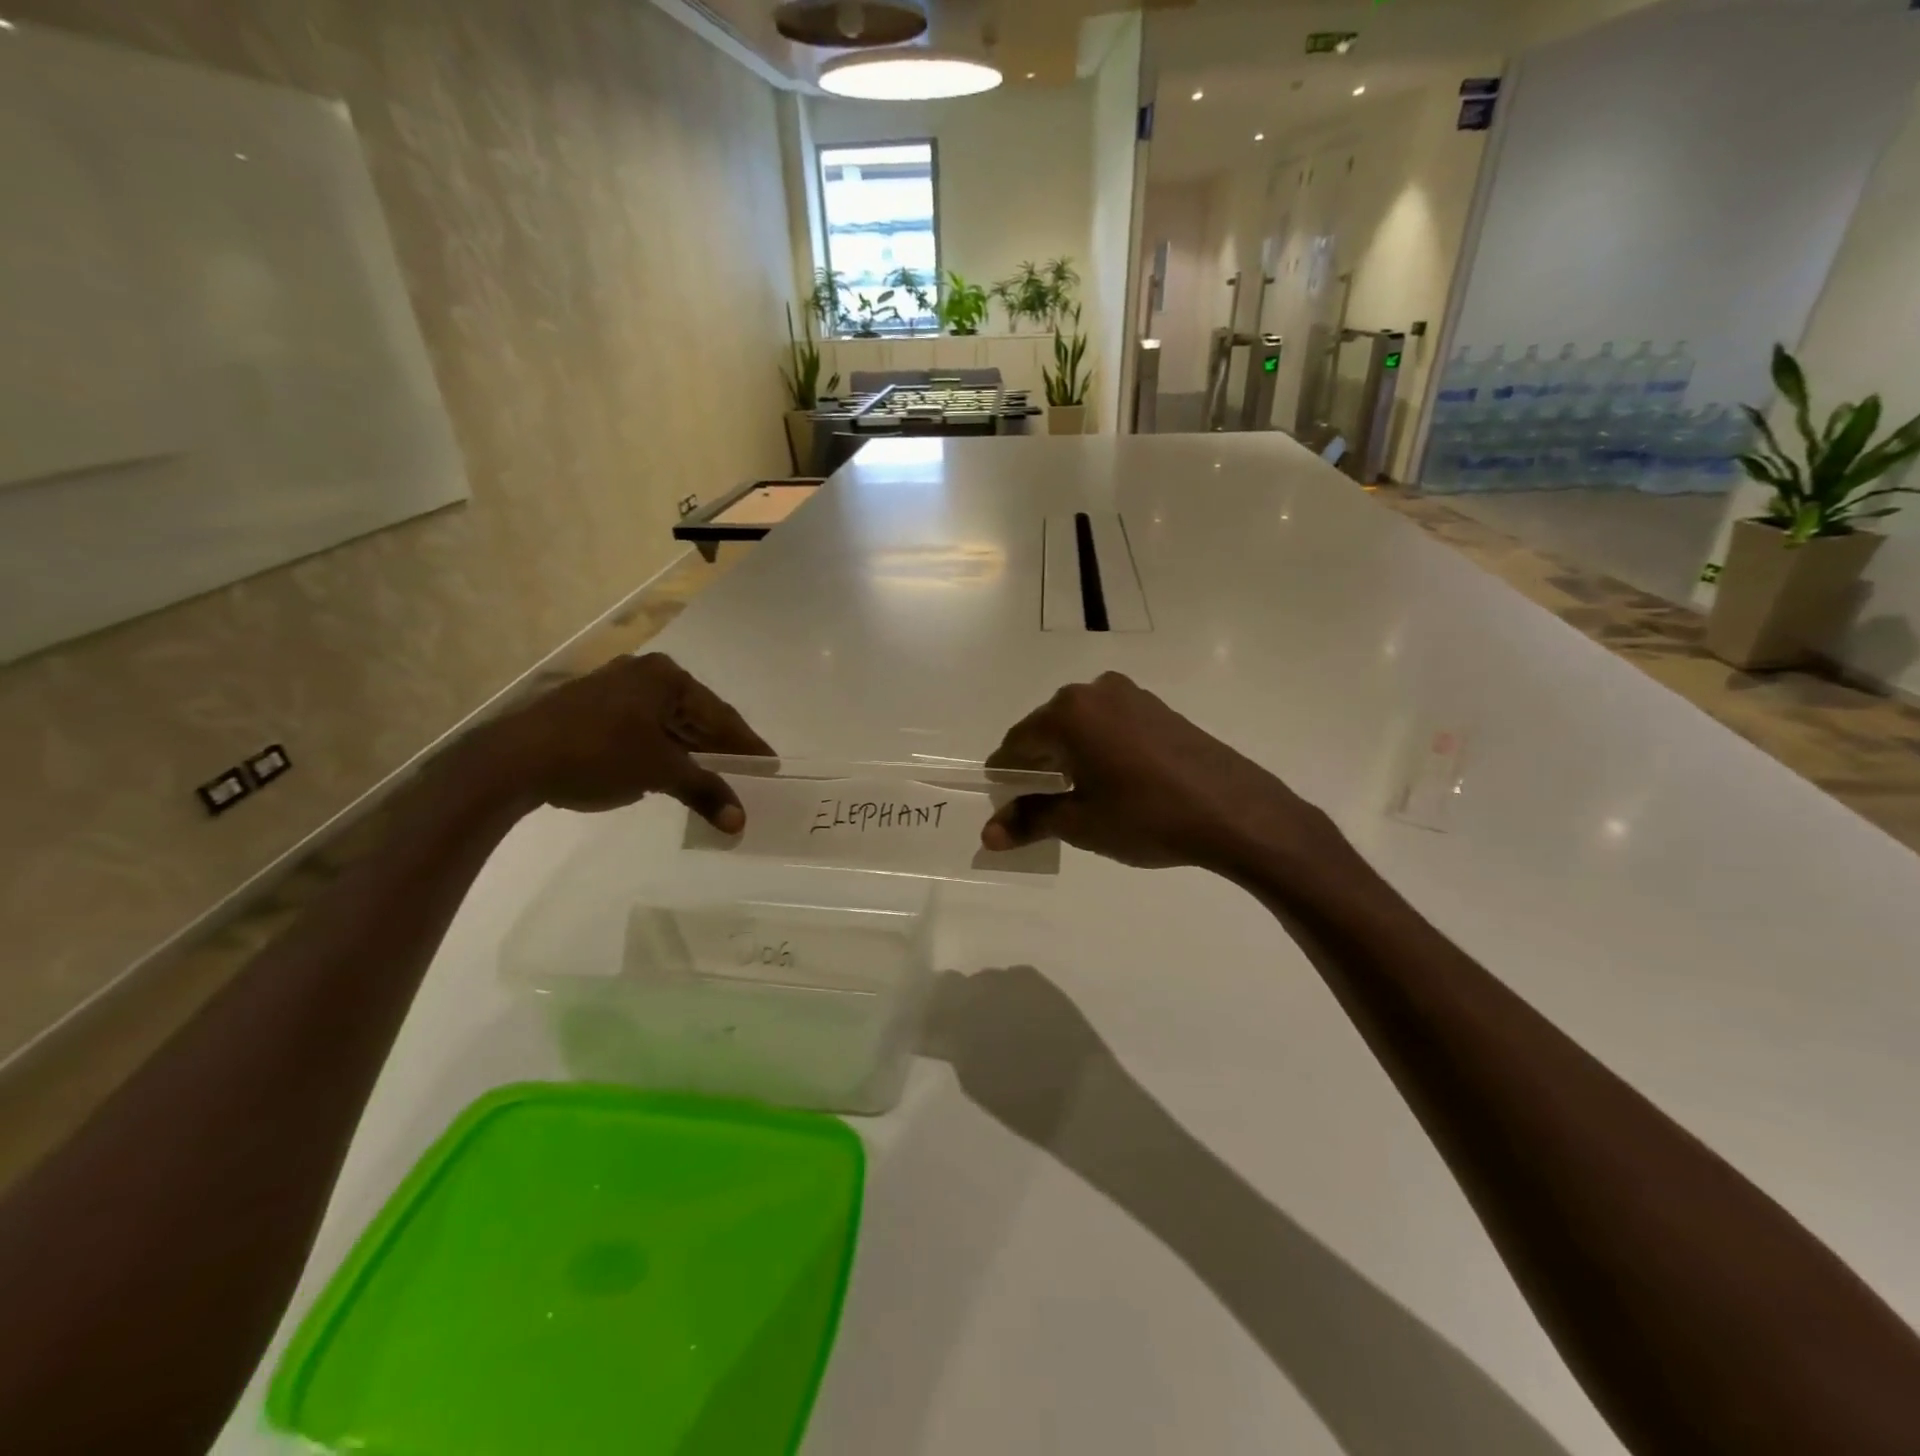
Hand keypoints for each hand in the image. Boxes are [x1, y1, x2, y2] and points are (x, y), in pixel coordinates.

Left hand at [476, 653, 773, 827]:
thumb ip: (704, 791)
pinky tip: (672, 771)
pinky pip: (643, 729)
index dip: (747, 744)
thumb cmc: (597, 754)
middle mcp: (643, 674)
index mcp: (666, 677)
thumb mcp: (659, 772)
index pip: (720, 715)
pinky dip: (663, 751)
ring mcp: (614, 689)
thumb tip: (739, 822)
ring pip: (668, 723)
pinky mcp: (591, 708)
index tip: (771, 764)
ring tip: (715, 778)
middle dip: (720, 748)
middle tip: (748, 774)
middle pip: (695, 716)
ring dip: (691, 752)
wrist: (512, 760)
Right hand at [920, 966, 1131, 1148]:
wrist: (1084, 1098)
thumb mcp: (973, 1079)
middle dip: (955, 1003)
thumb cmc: (1022, 1101)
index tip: (924, 1026)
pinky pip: (1015, 983)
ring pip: (988, 982)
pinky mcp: (1044, 984)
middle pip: (959, 984)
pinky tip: (1017, 1021)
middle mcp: (989, 984)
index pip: (932, 995)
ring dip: (984, 999)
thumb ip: (950, 1046)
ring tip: (992, 1027)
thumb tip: (932, 1030)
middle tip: (959, 1030)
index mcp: (964, 1008)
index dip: (926, 1010)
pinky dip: (1010, 998)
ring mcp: (1019, 980)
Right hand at [980, 672, 1348, 881]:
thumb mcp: (1081, 823)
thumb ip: (1030, 820)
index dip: (1005, 775)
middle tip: (1039, 805)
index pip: (1016, 743)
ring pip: (1079, 724)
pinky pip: (1109, 723)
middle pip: (1046, 729)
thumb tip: (987, 835)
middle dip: (1037, 764)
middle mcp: (1093, 691)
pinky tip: (1113, 779)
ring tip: (1077, 794)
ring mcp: (1130, 695)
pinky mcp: (1157, 706)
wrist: (1234, 810)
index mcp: (1067, 714)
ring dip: (1069, 754)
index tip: (1004, 804)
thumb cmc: (1147, 817)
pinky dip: (1098, 746)